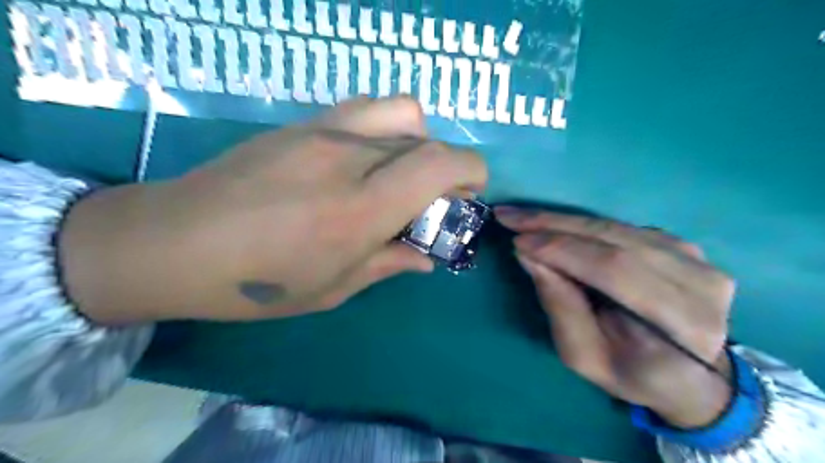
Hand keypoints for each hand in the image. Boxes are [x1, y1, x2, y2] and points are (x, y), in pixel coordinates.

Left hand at [59, 96, 483, 322]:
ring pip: (399, 110)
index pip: (439, 164)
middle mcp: (348, 159)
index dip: (471, 171)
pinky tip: (365, 158)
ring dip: (418, 139)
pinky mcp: (300, 124)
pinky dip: (385, 128)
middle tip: (436, 196)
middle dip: (447, 165)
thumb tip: (426, 257)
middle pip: (425, 138)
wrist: (171, 243)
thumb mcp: (333, 288)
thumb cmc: (256, 283)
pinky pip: (363, 109)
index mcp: (360, 210)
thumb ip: (388, 264)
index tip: (471, 192)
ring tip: (401, 170)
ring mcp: (322, 132)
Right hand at [496, 207, 734, 428]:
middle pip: (615, 239)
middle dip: (554, 225)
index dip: (562, 250)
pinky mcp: (683, 245)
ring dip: (562, 220)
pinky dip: (581, 224)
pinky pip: (620, 227)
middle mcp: (700, 282)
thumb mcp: (585, 356)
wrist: (693, 375)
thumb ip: (560, 306)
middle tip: (510, 215)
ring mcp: (697, 258)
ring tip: (523, 216)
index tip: (517, 240)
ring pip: (615, 227)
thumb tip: (529, 255)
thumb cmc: (634, 374)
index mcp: (684, 325)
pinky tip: (553, 225)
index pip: (615, 270)